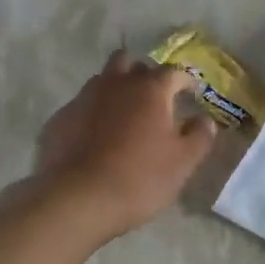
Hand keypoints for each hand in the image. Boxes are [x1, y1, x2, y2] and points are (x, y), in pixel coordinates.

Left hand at [30, 51, 216, 239]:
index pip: (173, 72)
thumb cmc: (139, 178)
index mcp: (150, 90)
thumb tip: (205, 120)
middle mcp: (115, 84)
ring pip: (103, 81)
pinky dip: (94, 114)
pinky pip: (83, 106)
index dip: (186, 82)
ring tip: (125, 117)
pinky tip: (97, 139)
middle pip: (131, 64)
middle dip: (145, 76)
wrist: (76, 199)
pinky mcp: (59, 119)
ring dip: (117, 90)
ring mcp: (83, 99)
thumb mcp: (183, 163)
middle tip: (155, 100)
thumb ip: (199, 136)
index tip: (191, 95)